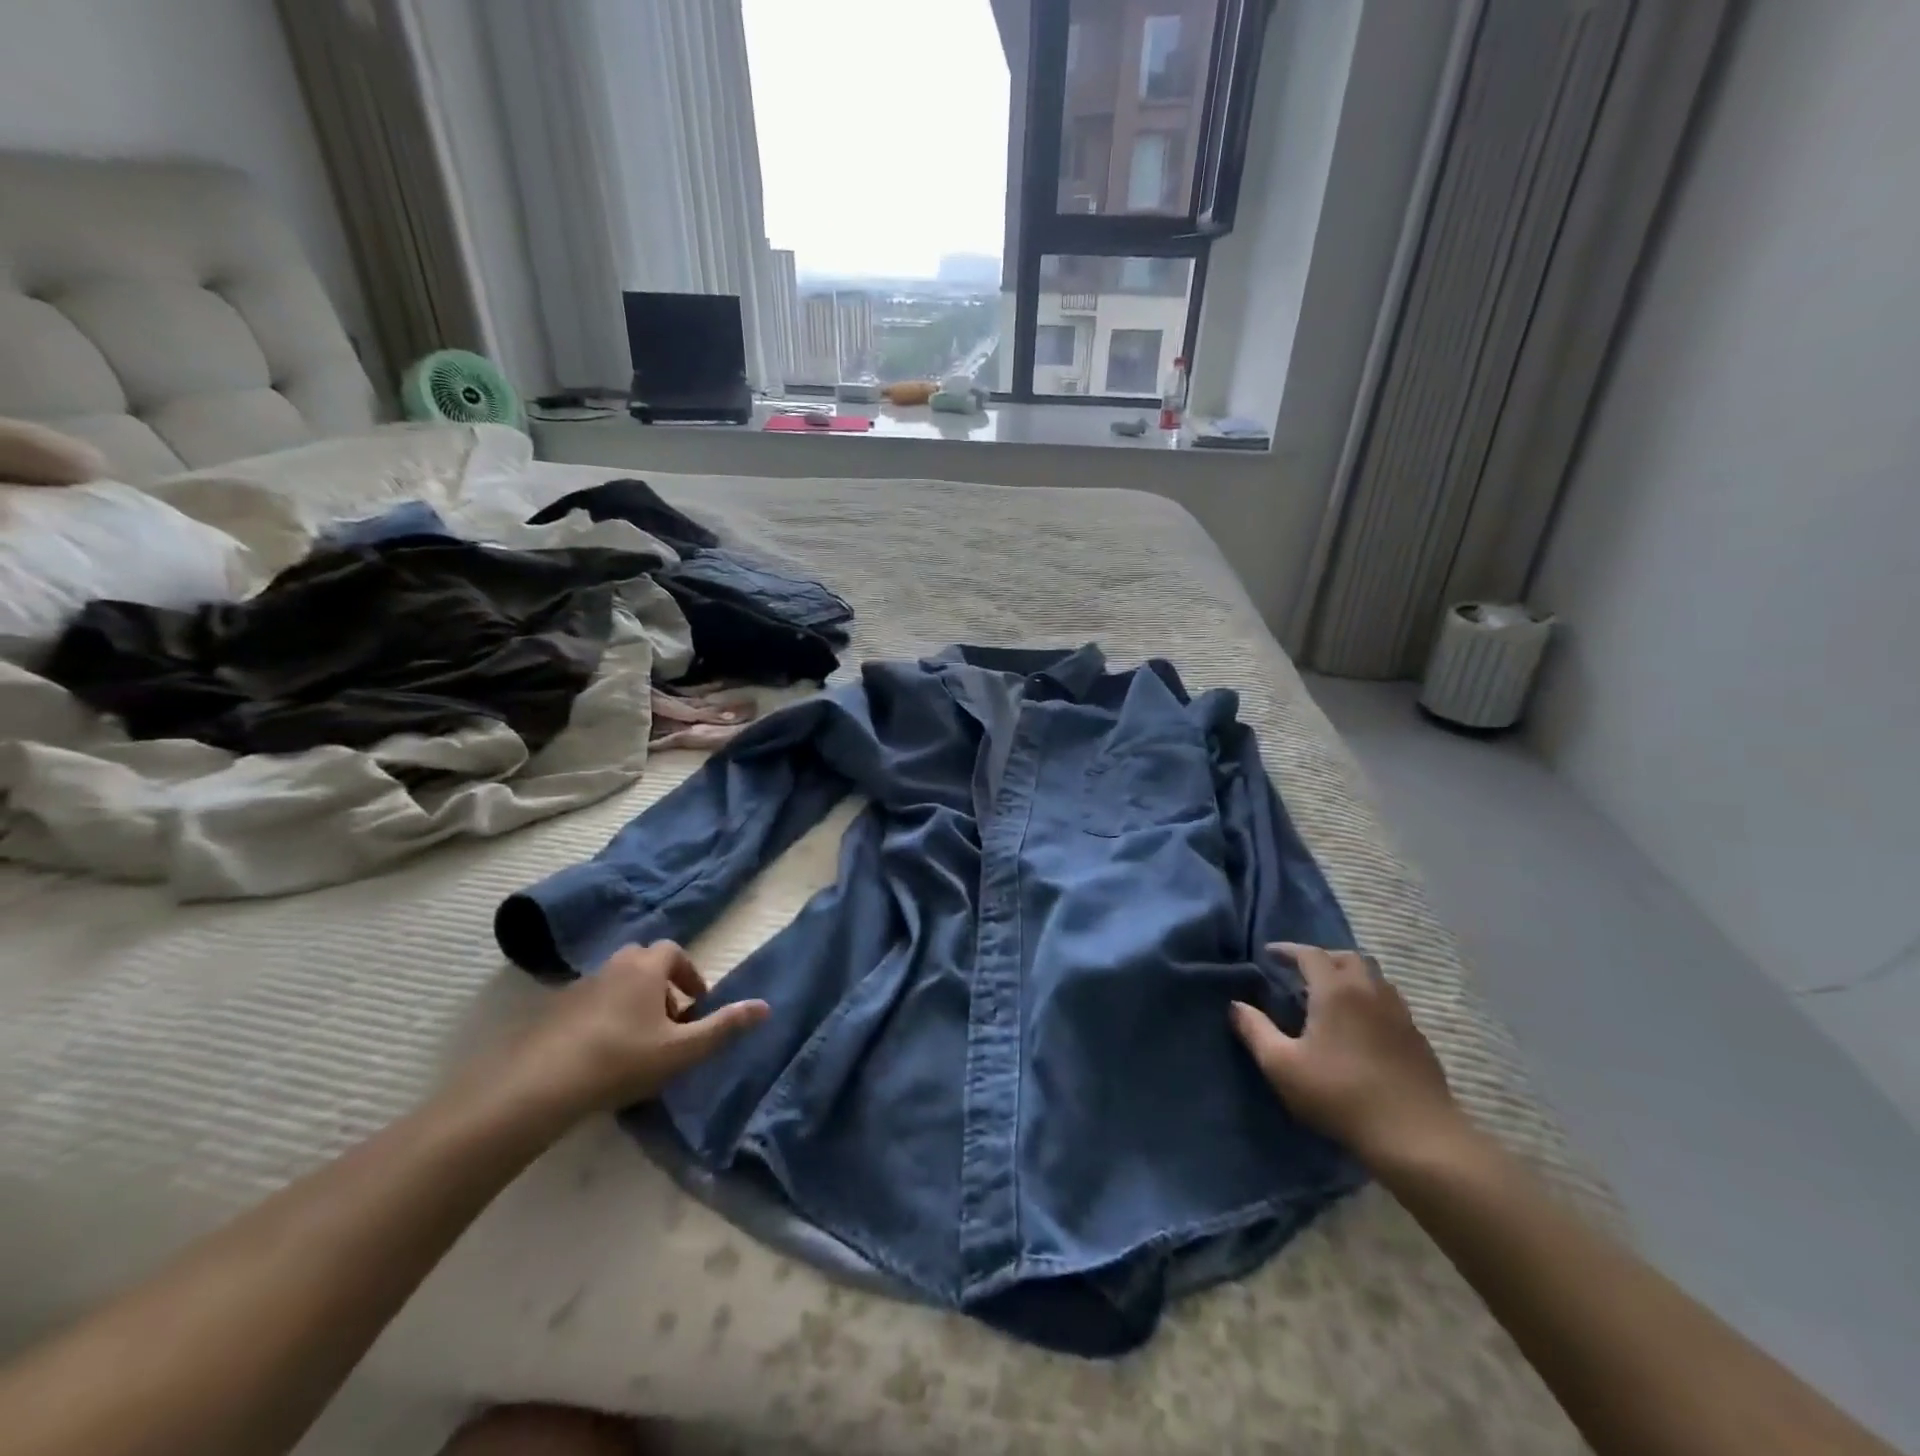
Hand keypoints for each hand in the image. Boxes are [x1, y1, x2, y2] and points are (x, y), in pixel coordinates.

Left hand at [504, 943, 768, 1121]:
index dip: (689, 974)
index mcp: (645, 968)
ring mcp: (578, 988)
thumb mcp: (682, 1050)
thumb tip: (766, 1006)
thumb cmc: (622, 1060)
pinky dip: (603, 1018)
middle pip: (643, 963)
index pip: (673, 951)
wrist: (539, 1086)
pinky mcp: (552, 1012)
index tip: (696, 1005)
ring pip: (615, 984)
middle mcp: (612, 967)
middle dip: (662, 986)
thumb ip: (724, 1027)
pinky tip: (602, 1056)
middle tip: (670, 1024)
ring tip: (638, 1044)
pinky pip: (589, 1004)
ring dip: (632, 1003)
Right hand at [1231, 942, 1461, 1166]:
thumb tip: (1236, 1005)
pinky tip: (1361, 1025)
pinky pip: (1390, 1002)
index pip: (1309, 954)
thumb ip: (1255, 1030)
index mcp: (1335, 990)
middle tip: (1301, 972)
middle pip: (1347, 957)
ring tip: (1331, 995)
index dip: (1287, 950)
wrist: (1417, 1137)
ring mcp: (1399, 1014)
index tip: (1269, 954)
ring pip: (1373, 978)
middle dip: (1322, 957)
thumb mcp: (1283, 1066)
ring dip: (1349, 976)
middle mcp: (1370, 991)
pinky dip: (1370, 999)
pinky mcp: (1418, 1038)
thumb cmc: (1340, 1095)